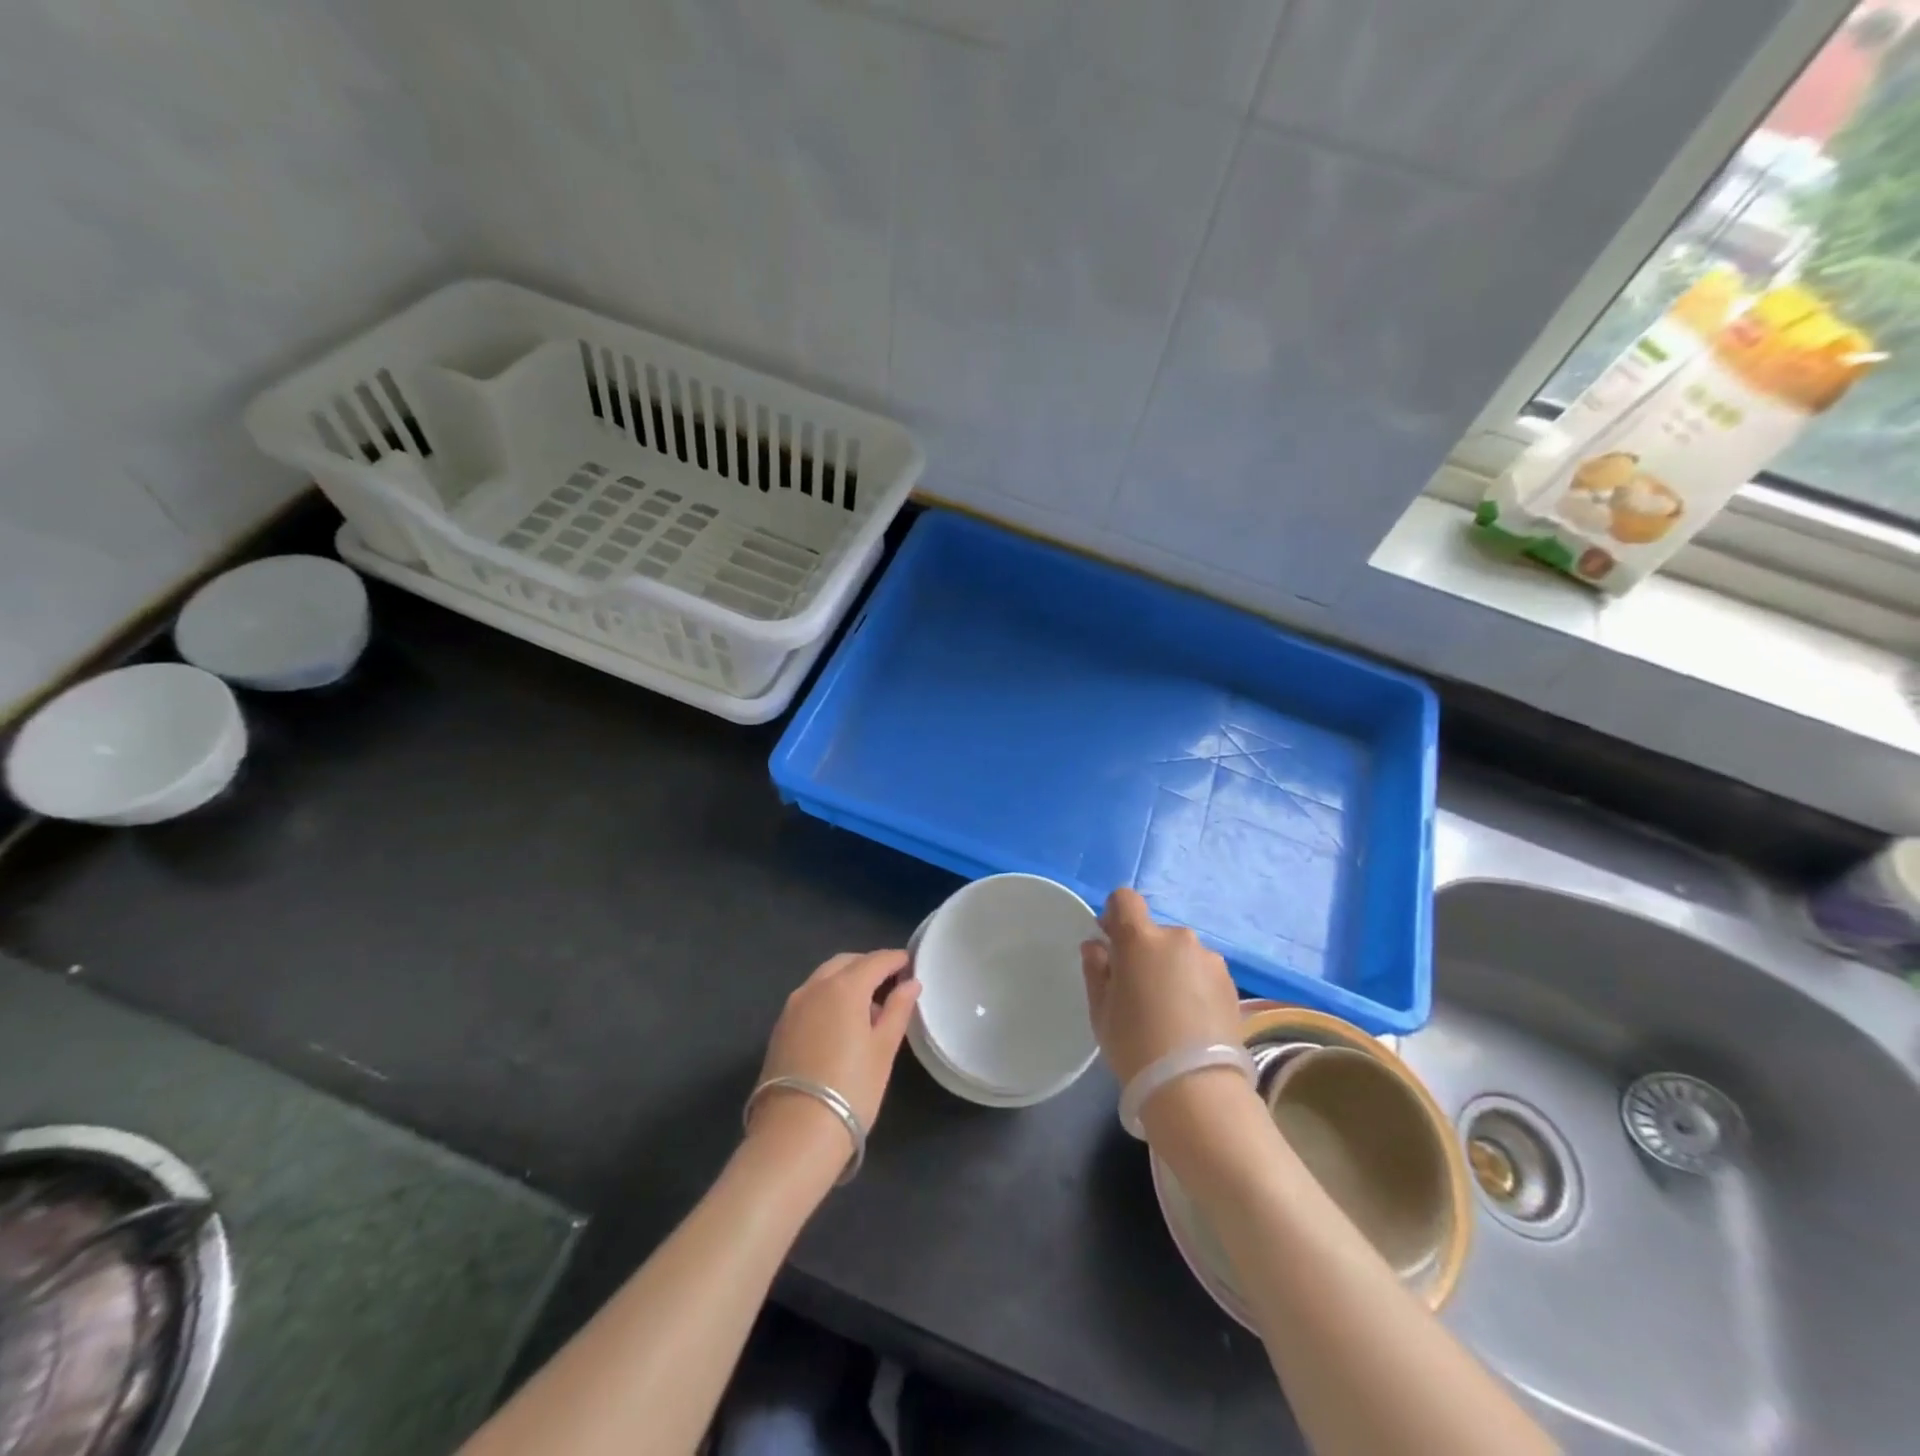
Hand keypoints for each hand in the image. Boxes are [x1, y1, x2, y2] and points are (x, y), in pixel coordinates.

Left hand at [749, 950, 919, 1162]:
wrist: (794, 1134)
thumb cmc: (851, 1089)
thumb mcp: (884, 1049)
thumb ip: (898, 1010)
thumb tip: (911, 983)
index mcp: (844, 987)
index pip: (875, 960)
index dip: (895, 960)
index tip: (910, 964)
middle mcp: (814, 987)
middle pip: (846, 963)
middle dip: (869, 966)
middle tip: (890, 983)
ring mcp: (792, 1006)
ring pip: (824, 978)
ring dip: (847, 980)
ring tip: (868, 1006)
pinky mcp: (780, 1027)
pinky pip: (810, 996)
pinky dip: (828, 996)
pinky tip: (841, 1023)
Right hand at [1079, 888, 1241, 1086]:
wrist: (1195, 1088)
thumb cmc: (1135, 1044)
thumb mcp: (1101, 1010)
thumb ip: (1096, 970)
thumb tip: (1096, 946)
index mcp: (1140, 938)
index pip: (1125, 899)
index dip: (1114, 915)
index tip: (1110, 942)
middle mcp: (1178, 938)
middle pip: (1154, 932)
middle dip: (1144, 952)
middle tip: (1138, 991)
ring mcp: (1209, 959)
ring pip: (1181, 953)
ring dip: (1172, 969)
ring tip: (1170, 1011)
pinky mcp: (1231, 983)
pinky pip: (1202, 972)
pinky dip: (1193, 986)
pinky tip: (1191, 1021)